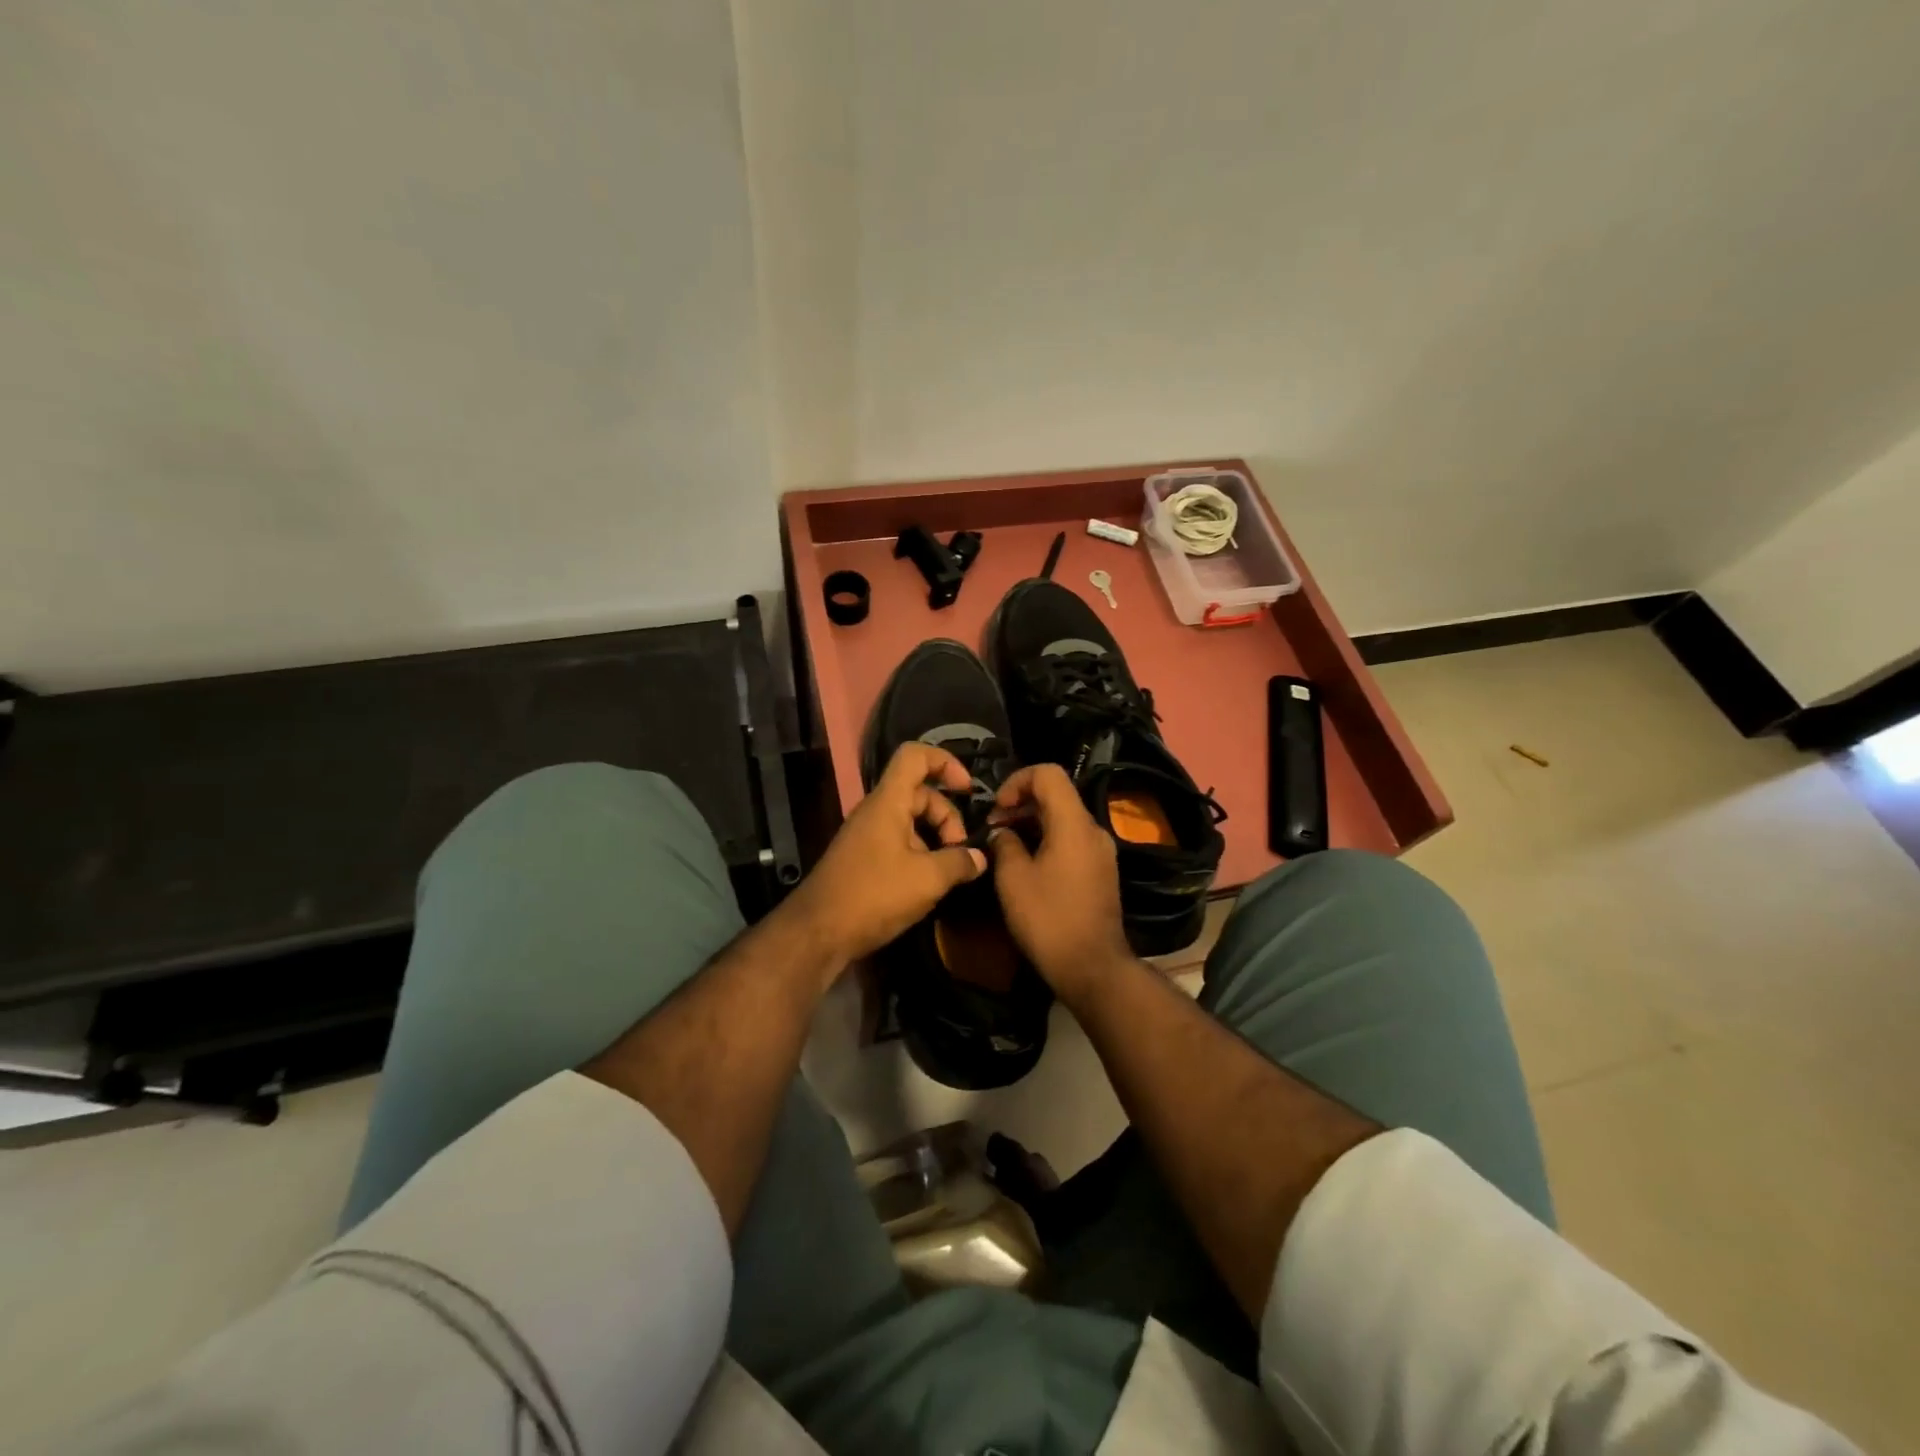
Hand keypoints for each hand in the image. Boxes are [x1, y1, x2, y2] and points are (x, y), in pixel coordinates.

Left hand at [780, 742, 987, 974]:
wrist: (817, 932)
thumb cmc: (874, 895)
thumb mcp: (927, 879)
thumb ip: (959, 863)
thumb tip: (979, 858)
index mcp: (888, 801)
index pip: (915, 756)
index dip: (946, 762)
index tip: (968, 789)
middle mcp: (876, 811)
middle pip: (920, 794)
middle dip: (948, 817)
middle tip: (961, 853)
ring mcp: (867, 835)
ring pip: (911, 821)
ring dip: (935, 840)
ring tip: (949, 872)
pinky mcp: (863, 859)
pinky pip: (898, 842)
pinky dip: (919, 854)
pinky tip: (929, 884)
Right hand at [985, 764, 1132, 1000]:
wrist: (1092, 967)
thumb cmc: (1048, 918)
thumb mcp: (1013, 878)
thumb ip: (1004, 844)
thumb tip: (1003, 833)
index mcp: (1073, 823)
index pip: (1048, 773)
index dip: (1017, 781)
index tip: (998, 809)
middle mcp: (1093, 829)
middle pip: (1056, 794)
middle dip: (1021, 803)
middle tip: (994, 830)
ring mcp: (1101, 851)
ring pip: (1064, 818)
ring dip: (1032, 823)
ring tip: (1006, 847)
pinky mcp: (1101, 871)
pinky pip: (1072, 840)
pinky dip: (1048, 839)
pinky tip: (1028, 865)